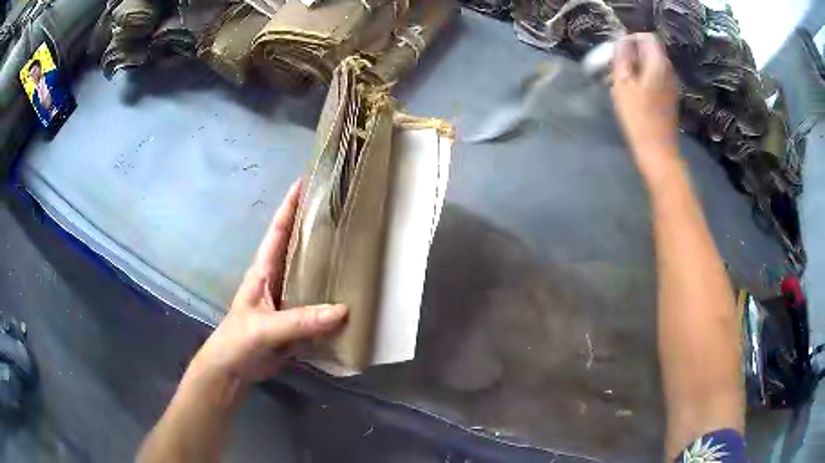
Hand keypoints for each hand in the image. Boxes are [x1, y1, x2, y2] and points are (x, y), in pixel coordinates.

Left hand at [187, 181, 347, 387]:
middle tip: (341, 208)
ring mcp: (287, 300)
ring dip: (326, 259)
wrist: (233, 369)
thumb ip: (300, 320)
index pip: (277, 231)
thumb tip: (343, 309)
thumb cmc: (238, 341)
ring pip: (309, 273)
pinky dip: (331, 294)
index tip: (306, 181)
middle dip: (314, 225)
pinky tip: (349, 293)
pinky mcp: (295, 319)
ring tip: (353, 246)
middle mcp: (277, 279)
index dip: (289, 205)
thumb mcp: (265, 328)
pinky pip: (316, 301)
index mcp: (263, 271)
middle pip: (297, 246)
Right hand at [611, 33, 679, 180]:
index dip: (631, 38)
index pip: (647, 37)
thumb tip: (622, 41)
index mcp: (659, 63)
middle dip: (633, 53)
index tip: (618, 52)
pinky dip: (644, 79)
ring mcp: (671, 85)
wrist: (658, 152)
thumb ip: (623, 57)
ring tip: (622, 81)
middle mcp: (669, 70)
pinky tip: (634, 94)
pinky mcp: (670, 98)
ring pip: (652, 65)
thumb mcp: (623, 83)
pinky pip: (656, 79)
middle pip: (651, 50)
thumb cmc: (638, 117)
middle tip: (617, 67)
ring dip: (637, 67)